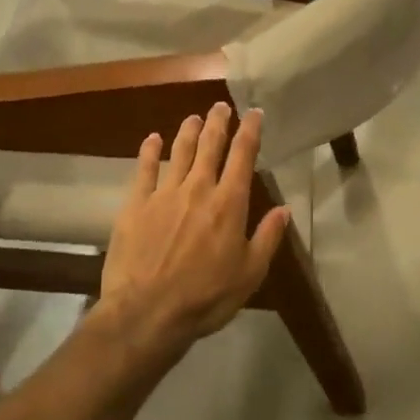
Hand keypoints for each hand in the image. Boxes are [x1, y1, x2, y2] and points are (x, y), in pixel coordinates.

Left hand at [97, 102, 292, 355]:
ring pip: (178, 152)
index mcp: (228, 204)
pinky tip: (152, 139)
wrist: (146, 312)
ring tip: (194, 117)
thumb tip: (284, 209)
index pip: (243, 156)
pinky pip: (144, 170)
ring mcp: (164, 194)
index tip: (254, 113)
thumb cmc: (205, 297)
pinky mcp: (135, 205)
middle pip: (209, 146)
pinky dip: (149, 151)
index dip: (250, 131)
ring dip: (188, 131)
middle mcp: (198, 189)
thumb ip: (267, 238)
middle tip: (221, 106)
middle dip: (218, 123)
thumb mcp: (249, 274)